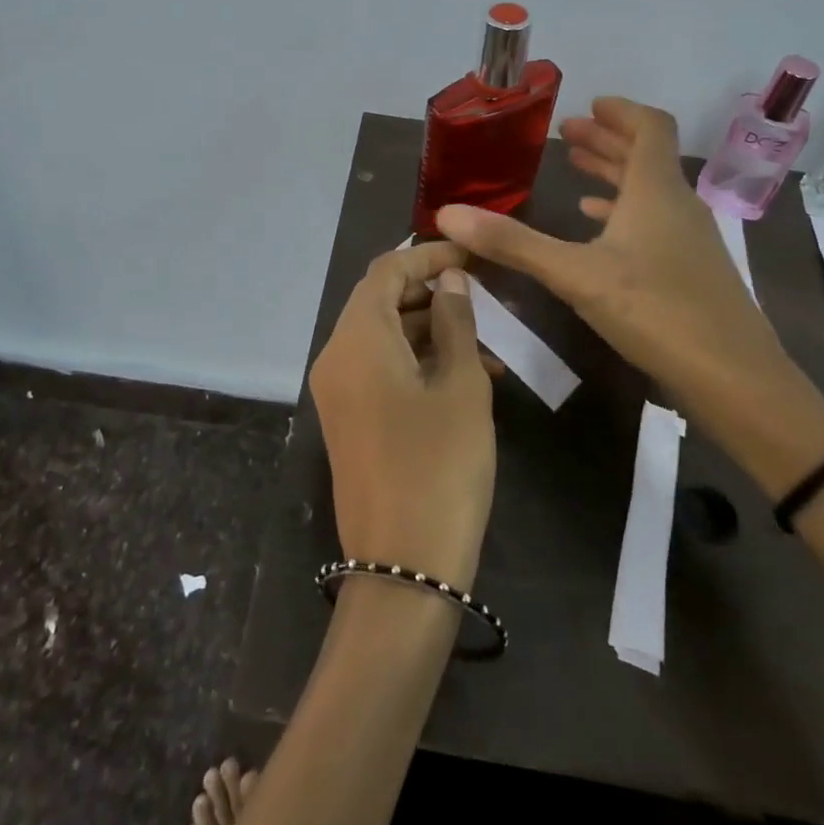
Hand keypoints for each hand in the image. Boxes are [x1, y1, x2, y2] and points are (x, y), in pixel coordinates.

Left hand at [310, 241, 496, 590]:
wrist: (402, 569)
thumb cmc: (440, 467)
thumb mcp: (461, 387)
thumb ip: (456, 322)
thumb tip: (451, 280)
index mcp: (357, 339)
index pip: (387, 271)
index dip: (430, 255)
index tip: (474, 255)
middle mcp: (336, 356)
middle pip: (380, 300)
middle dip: (431, 291)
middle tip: (483, 294)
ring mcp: (338, 391)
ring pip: (383, 336)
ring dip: (430, 329)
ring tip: (487, 344)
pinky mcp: (348, 419)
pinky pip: (380, 368)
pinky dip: (417, 360)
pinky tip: (465, 376)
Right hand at [435, 97, 823, 491]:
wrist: (734, 378)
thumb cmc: (656, 311)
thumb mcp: (575, 274)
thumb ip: (512, 243)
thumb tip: (447, 214)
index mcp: (655, 190)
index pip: (649, 127)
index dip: (620, 111)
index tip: (589, 105)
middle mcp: (677, 204)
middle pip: (645, 156)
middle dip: (607, 141)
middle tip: (569, 134)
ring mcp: (689, 239)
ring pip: (649, 191)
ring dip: (614, 176)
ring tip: (577, 173)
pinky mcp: (691, 270)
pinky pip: (654, 223)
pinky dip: (624, 214)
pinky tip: (600, 229)